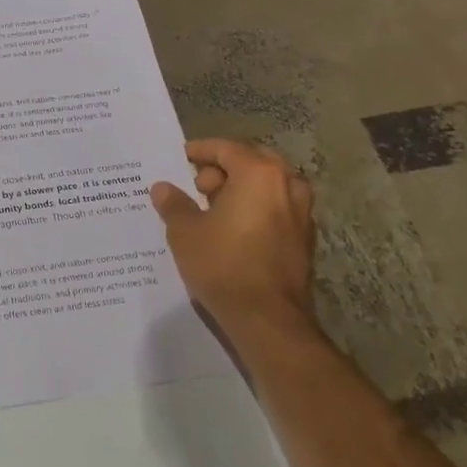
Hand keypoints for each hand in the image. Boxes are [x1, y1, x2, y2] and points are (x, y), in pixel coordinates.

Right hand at [151, 139, 323, 365]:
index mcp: (259, 174)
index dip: (201, 150)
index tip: (182, 157)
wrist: (267, 318)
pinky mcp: (304, 240)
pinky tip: (235, 230)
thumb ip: (174, 204)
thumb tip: (163, 188)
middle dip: (225, 169)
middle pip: (253, 162)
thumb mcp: (185, 232)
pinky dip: (257, 209)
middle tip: (198, 185)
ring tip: (215, 209)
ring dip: (243, 189)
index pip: (227, 149)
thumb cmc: (223, 264)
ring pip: (269, 187)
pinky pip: (277, 210)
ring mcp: (302, 213)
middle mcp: (287, 185)